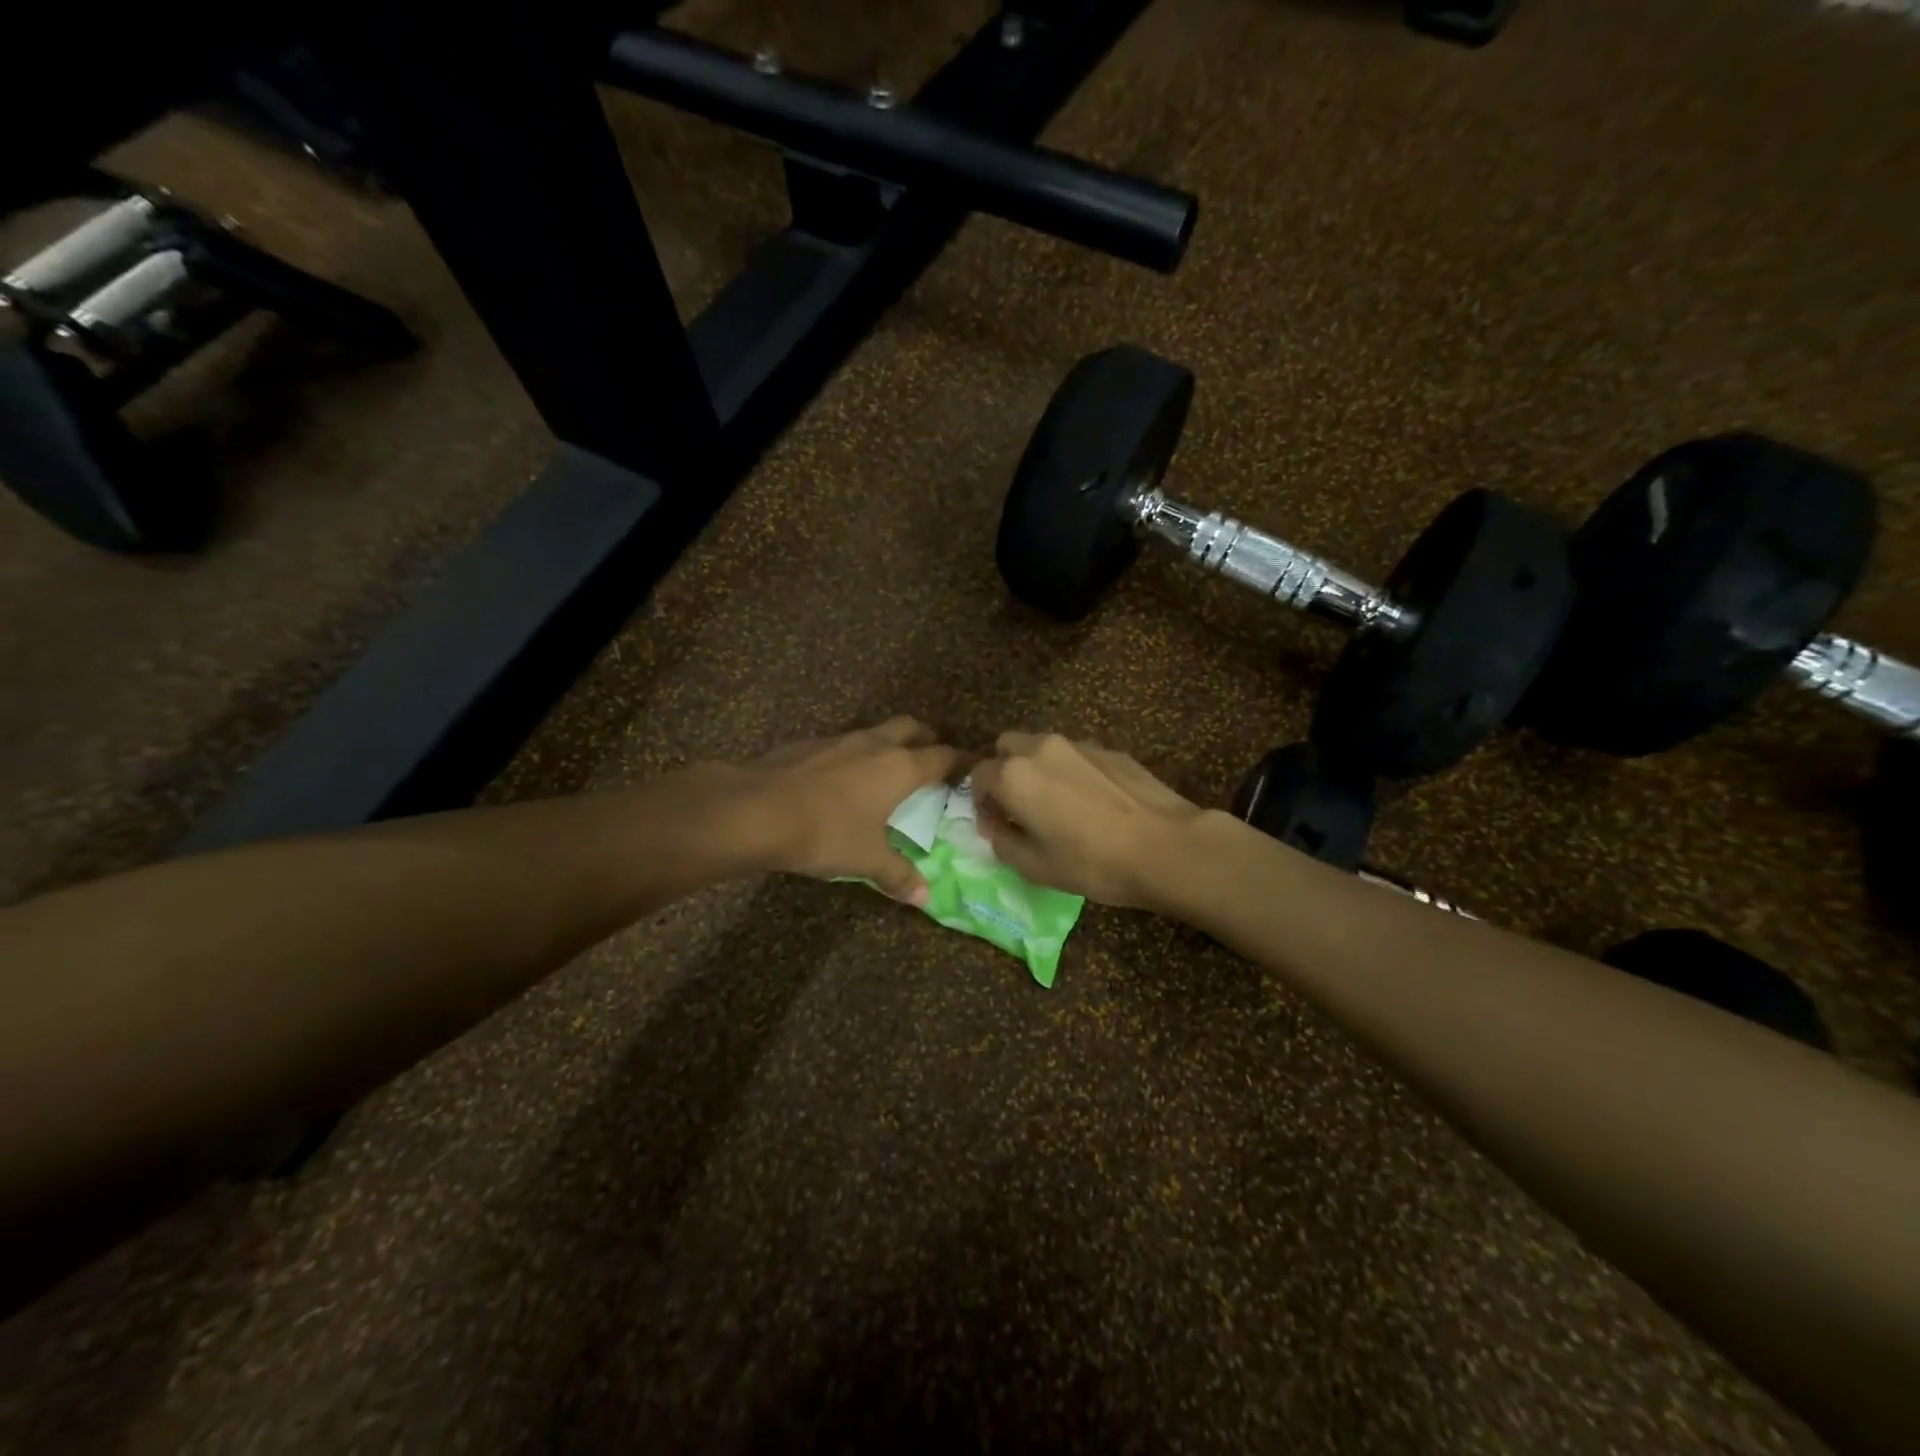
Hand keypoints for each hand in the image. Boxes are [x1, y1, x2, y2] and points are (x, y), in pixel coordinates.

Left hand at [743, 717, 963, 903]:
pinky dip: (852, 754)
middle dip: (926, 738)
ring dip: (887, 743)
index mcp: (900, 768)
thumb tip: (925, 898)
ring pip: (875, 732)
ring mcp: (839, 740)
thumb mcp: (866, 859)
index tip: (973, 765)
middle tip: (931, 756)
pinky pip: (842, 743)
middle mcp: (874, 744)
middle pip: (911, 727)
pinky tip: (840, 778)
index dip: (961, 760)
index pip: (942, 756)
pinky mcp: (808, 744)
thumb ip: (897, 875)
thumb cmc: (826, 832)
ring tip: (886, 768)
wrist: (757, 809)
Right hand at [969, 732, 1205, 907]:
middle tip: (1020, 806)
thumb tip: (994, 823)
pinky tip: (1094, 803)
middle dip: (1005, 771)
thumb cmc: (1091, 862)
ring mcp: (1079, 744)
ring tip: (1059, 804)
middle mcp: (1041, 748)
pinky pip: (1076, 754)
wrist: (1165, 847)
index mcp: (1014, 775)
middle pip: (1007, 746)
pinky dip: (1072, 771)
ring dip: (1038, 768)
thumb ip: (1002, 840)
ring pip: (1042, 746)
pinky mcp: (1110, 749)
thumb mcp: (1034, 866)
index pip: (978, 776)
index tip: (996, 824)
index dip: (981, 802)